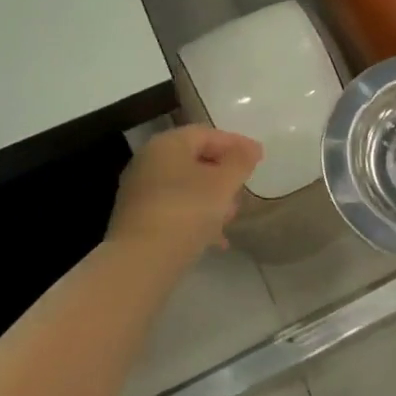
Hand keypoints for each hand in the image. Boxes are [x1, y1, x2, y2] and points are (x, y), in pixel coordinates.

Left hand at [107, 126, 262, 265]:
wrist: (140, 262)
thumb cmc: (186, 211)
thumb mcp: (223, 184)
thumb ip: (240, 162)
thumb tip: (250, 149)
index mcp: (167, 143)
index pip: (206, 134)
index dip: (236, 143)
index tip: (259, 157)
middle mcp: (148, 160)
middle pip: (193, 159)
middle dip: (222, 172)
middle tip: (244, 186)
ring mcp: (139, 190)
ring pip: (183, 186)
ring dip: (210, 197)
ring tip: (231, 216)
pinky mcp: (136, 219)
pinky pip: (173, 208)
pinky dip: (195, 215)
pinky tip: (214, 238)